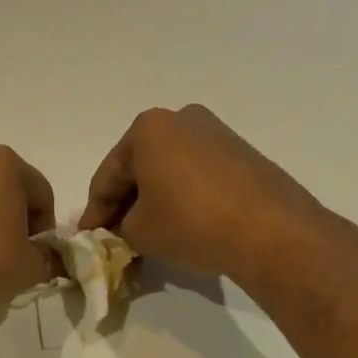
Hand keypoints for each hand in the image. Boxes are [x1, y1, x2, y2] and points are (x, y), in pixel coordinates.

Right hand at [78, 105, 344, 286]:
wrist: (270, 231)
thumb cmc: (190, 222)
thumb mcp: (138, 232)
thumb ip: (118, 228)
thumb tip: (118, 230)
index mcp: (148, 128)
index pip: (107, 177)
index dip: (94, 212)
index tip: (87, 238)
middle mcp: (181, 119)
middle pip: (138, 168)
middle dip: (124, 204)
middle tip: (113, 237)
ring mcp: (215, 133)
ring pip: (167, 172)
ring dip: (152, 202)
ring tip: (144, 235)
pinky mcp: (240, 153)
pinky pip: (194, 176)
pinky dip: (179, 198)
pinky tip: (176, 225)